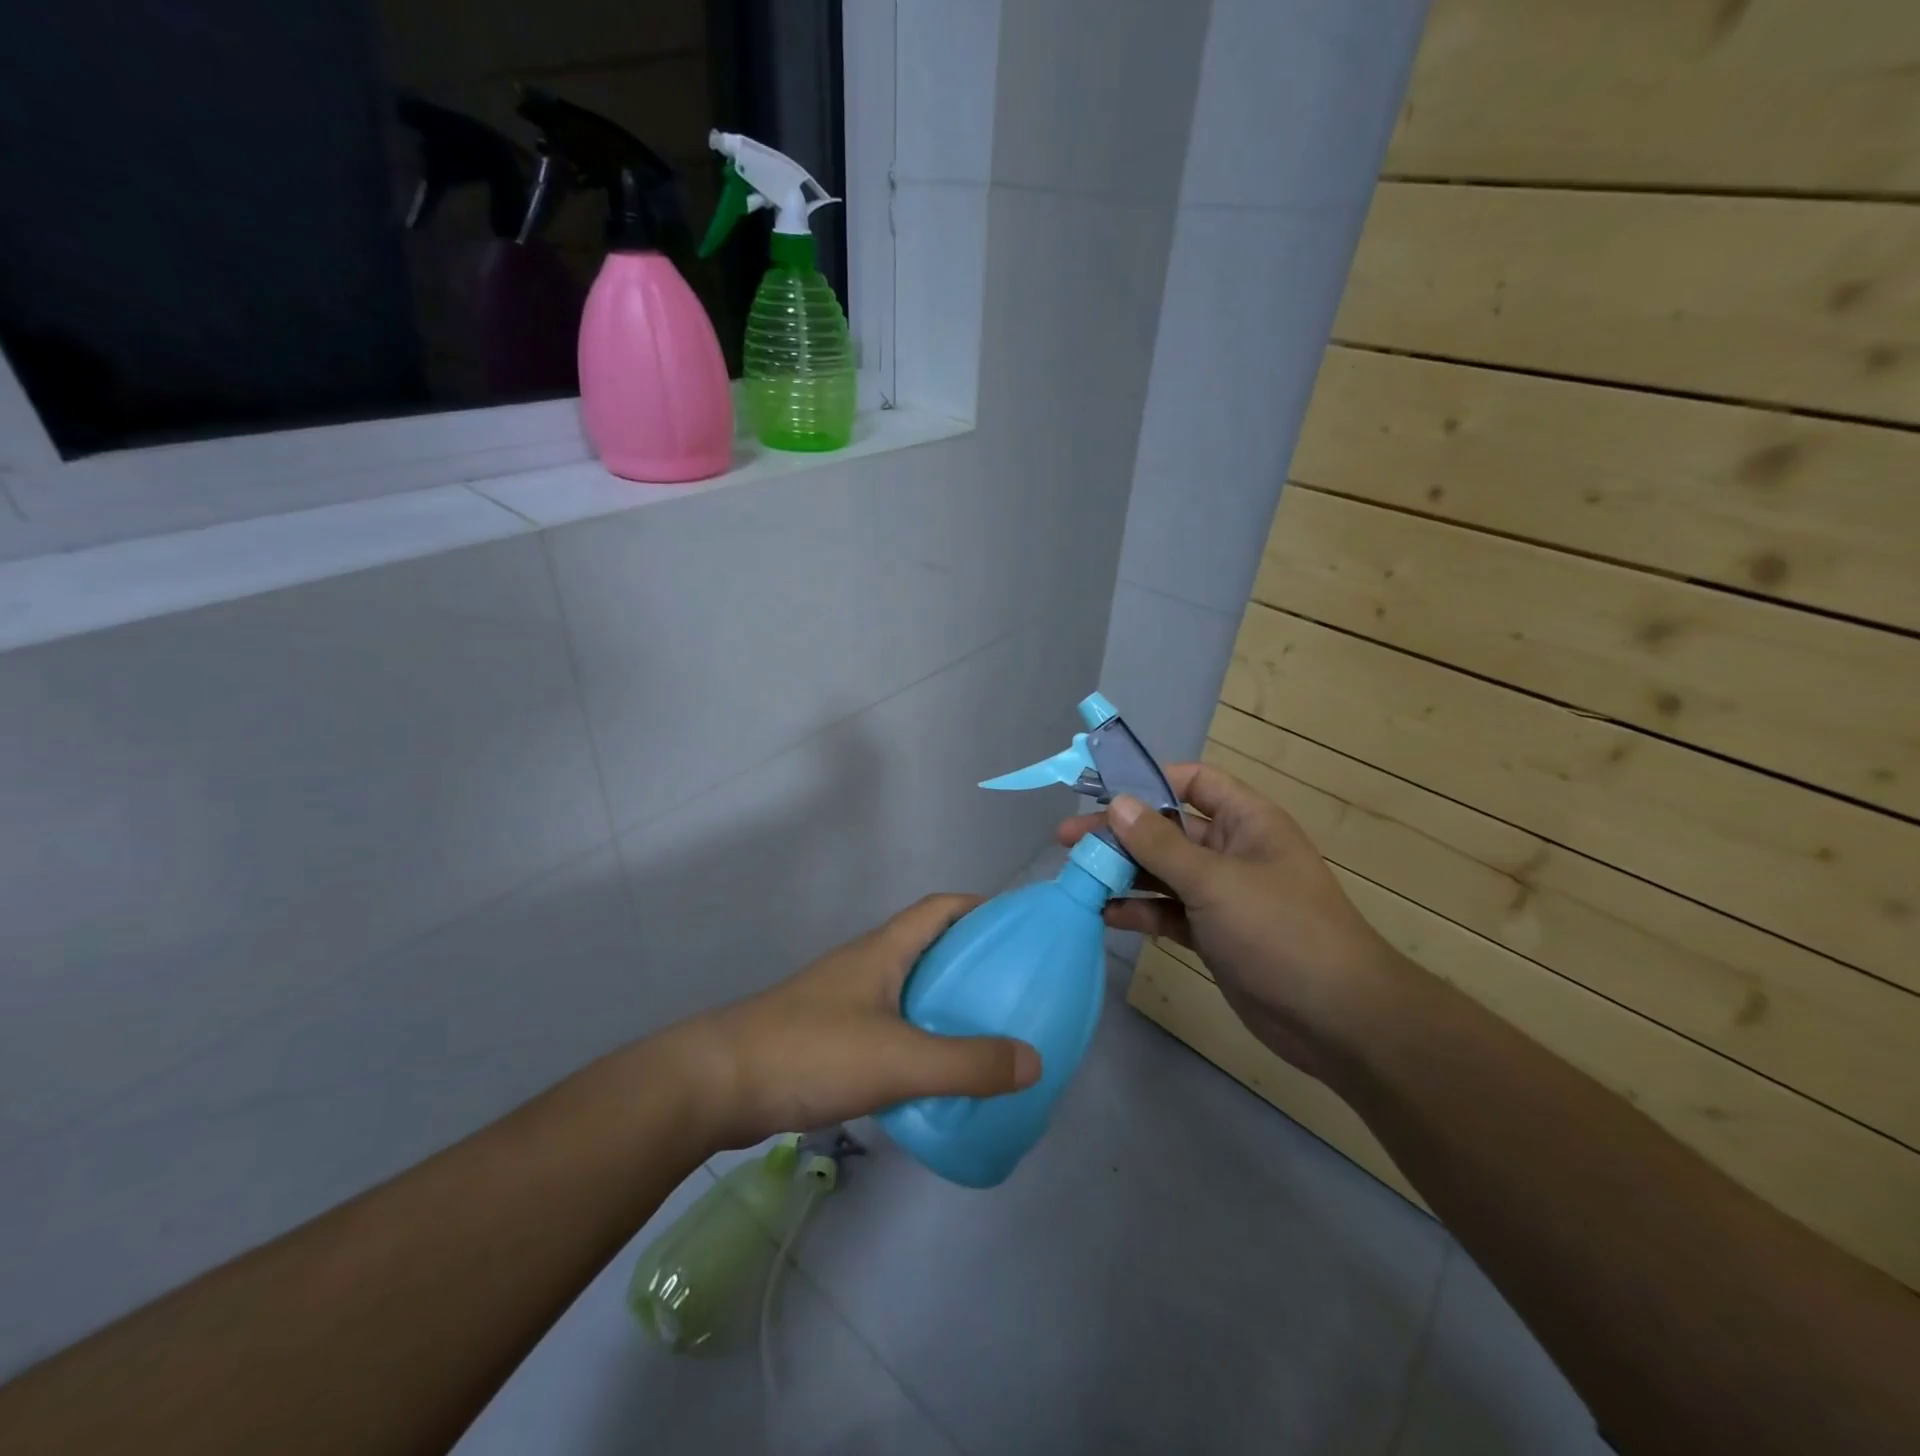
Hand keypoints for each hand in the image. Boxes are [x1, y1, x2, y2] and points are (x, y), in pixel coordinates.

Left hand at [666, 895, 1042, 1150]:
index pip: (940, 907)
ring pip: (905, 985)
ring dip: (942, 998)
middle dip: (969, 957)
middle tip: (1011, 986)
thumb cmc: (810, 1053)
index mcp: (883, 950)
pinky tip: (930, 1070)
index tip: (1017, 927)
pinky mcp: (826, 1034)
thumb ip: (967, 1063)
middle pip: (926, 944)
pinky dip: (916, 1033)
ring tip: (982, 1029)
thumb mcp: (898, 1060)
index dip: (980, 907)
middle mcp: (864, 964)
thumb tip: (1034, 1060)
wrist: (716, 1085)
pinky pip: (886, 1021)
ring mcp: (842, 998)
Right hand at [1057, 765, 1402, 1076]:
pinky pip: (1167, 911)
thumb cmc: (1280, 931)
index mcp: (1246, 821)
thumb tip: (1117, 804)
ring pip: (1162, 872)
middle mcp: (1231, 850)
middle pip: (1166, 829)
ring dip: (1122, 873)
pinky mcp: (1212, 933)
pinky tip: (1104, 914)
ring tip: (1077, 876)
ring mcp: (1221, 894)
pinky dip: (1139, 911)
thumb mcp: (1215, 881)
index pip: (1194, 781)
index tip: (1101, 791)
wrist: (1336, 1020)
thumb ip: (1160, 844)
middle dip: (1120, 833)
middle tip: (1067, 840)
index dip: (1149, 780)